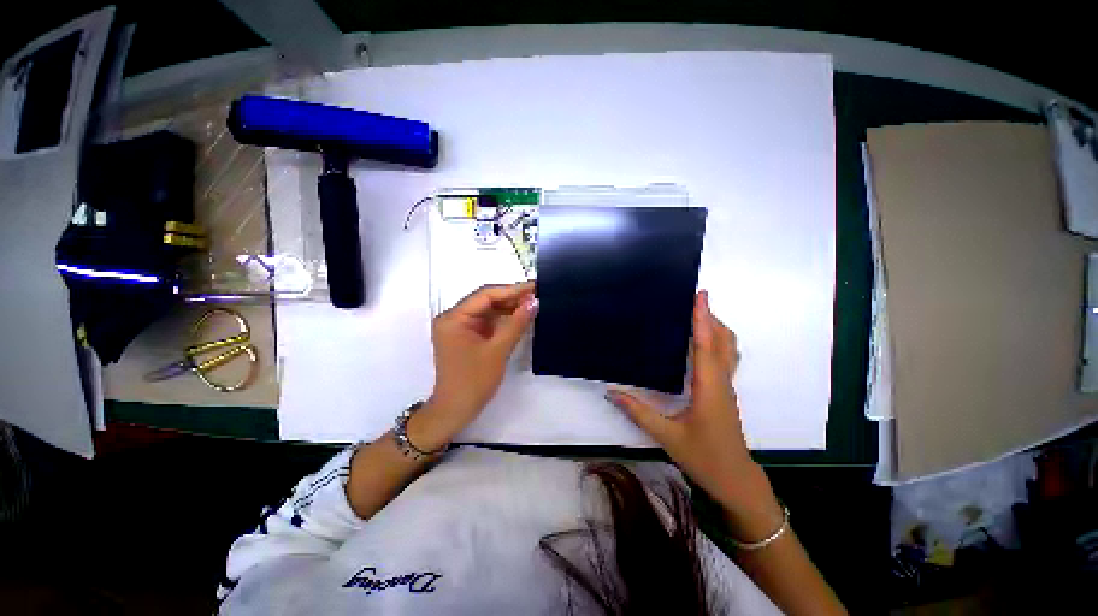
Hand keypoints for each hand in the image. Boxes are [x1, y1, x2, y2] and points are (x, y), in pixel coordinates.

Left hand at [413, 282, 537, 448]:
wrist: (456, 411)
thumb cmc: (474, 381)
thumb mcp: (498, 350)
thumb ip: (517, 323)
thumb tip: (534, 301)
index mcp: (454, 318)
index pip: (485, 295)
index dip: (512, 290)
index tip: (535, 287)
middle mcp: (453, 318)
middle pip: (485, 301)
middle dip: (511, 298)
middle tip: (537, 295)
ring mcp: (459, 327)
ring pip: (487, 310)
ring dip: (508, 308)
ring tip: (533, 304)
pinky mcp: (466, 336)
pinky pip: (487, 322)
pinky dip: (503, 320)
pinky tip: (520, 317)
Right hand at [607, 291, 779, 535]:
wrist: (735, 481)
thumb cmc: (704, 458)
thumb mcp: (667, 436)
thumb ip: (638, 412)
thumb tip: (612, 391)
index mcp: (708, 387)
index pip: (705, 345)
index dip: (702, 319)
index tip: (700, 296)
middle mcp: (721, 382)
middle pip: (723, 341)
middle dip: (710, 317)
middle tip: (692, 300)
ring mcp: (726, 387)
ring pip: (728, 349)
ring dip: (716, 328)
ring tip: (696, 316)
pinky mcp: (725, 392)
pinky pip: (725, 358)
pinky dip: (716, 342)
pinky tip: (699, 344)